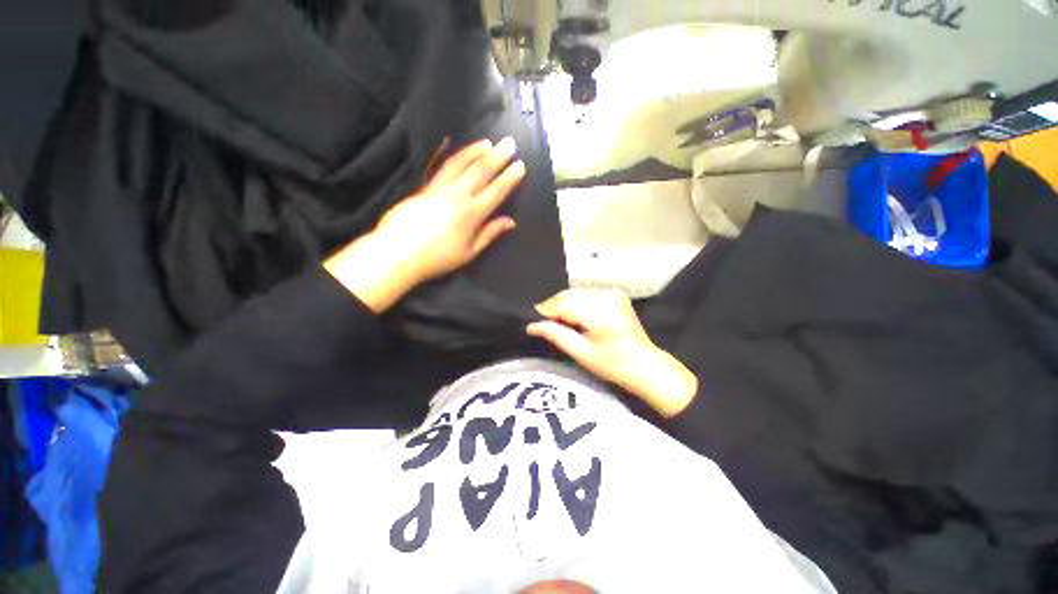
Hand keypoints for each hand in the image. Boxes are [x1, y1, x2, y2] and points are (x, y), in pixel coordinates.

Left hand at [325, 138, 525, 312]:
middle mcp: (457, 195)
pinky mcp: (424, 187)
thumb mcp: (469, 252)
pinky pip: (442, 167)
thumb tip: (511, 221)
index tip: (520, 165)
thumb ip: (490, 233)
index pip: (496, 191)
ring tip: (488, 142)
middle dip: (497, 156)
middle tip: (510, 142)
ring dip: (476, 151)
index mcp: (472, 214)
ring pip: (460, 163)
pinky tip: (454, 147)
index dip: (510, 178)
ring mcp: (439, 188)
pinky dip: (451, 155)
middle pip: (480, 171)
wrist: (397, 253)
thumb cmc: (438, 258)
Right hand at [527, 289, 698, 417]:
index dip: (546, 311)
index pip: (564, 304)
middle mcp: (607, 298)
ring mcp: (613, 294)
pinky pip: (587, 295)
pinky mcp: (615, 295)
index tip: (534, 322)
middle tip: (545, 323)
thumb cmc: (614, 366)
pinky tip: (575, 318)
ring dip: (564, 305)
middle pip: (569, 295)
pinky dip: (577, 304)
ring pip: (577, 293)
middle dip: (554, 307)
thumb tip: (532, 326)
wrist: (646, 365)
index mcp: (600, 314)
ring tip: (559, 322)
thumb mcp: (582, 354)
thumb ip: (556, 335)